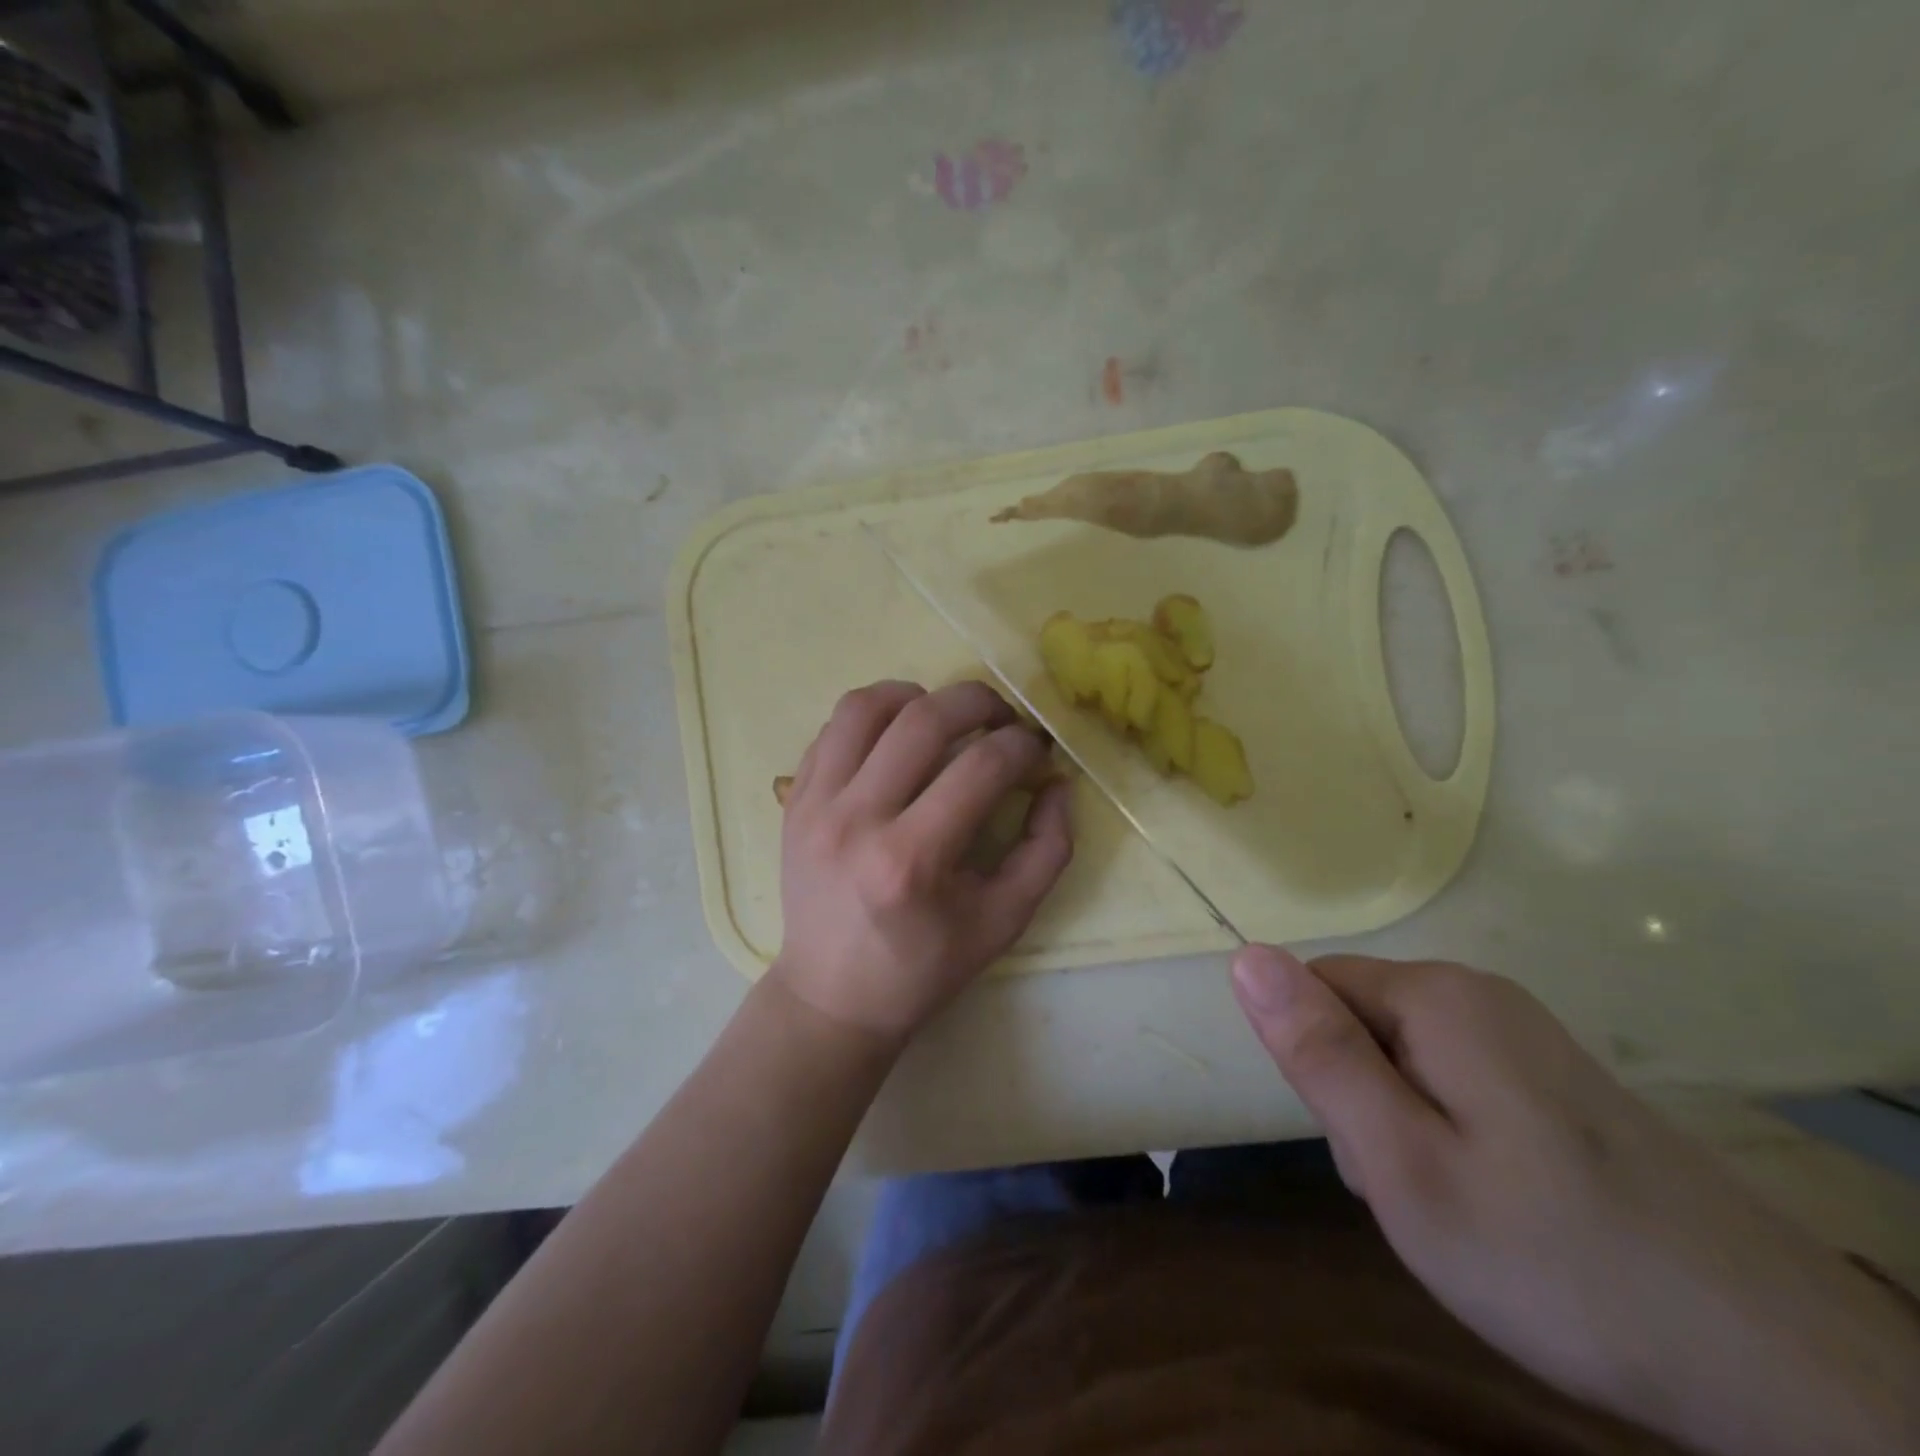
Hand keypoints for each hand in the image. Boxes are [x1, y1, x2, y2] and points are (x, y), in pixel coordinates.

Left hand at [770, 681, 1072, 1044]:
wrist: (832, 996)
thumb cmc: (924, 967)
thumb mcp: (1004, 921)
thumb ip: (1047, 849)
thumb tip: (1056, 781)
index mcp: (912, 860)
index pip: (981, 767)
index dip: (1022, 746)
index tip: (1036, 751)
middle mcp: (856, 820)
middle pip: (924, 719)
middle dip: (979, 701)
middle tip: (1002, 718)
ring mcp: (815, 805)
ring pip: (865, 706)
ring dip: (917, 696)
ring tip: (944, 717)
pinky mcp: (794, 800)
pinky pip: (833, 728)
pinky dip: (873, 716)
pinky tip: (897, 739)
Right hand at [1231, 946, 1919, 1455]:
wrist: (1779, 1366)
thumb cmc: (1552, 1256)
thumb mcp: (1401, 1162)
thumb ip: (1317, 1053)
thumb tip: (1245, 956)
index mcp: (1436, 996)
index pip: (1314, 988)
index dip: (1318, 1067)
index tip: (1362, 1144)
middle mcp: (1480, 993)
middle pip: (1361, 1020)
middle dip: (1361, 1099)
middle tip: (1414, 1189)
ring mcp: (1527, 1035)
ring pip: (1405, 1056)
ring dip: (1402, 1123)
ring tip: (1458, 1206)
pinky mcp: (1558, 1080)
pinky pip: (1457, 1082)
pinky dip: (1452, 1136)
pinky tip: (1499, 1204)